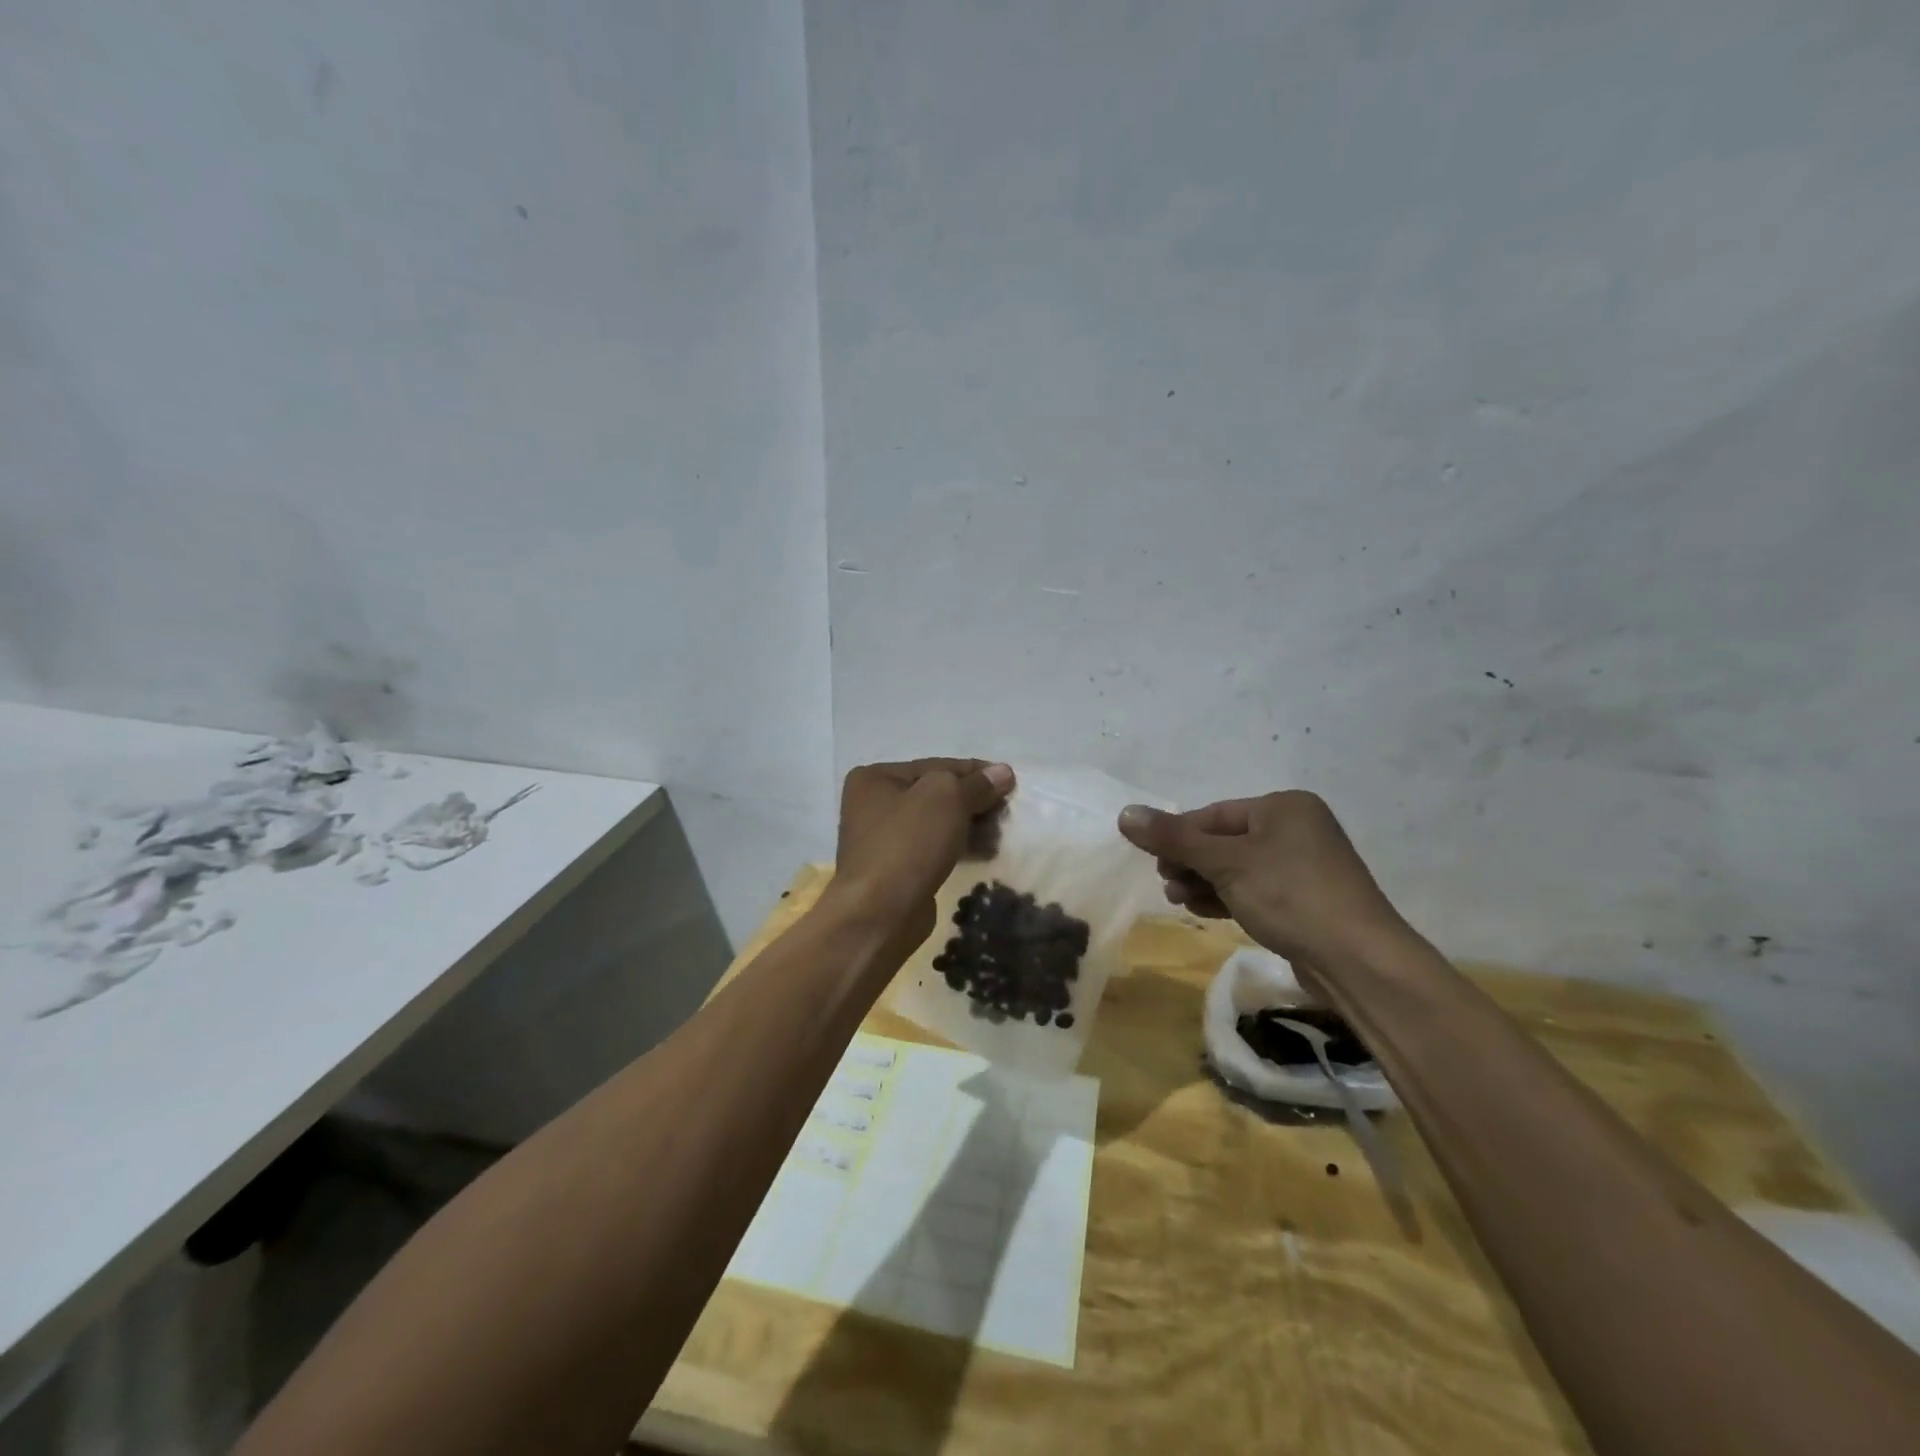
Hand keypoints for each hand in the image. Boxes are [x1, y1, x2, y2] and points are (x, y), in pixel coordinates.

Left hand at [829, 758, 1014, 954]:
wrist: (879, 913)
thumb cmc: (908, 842)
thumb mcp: (947, 798)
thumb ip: (976, 783)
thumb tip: (1003, 772)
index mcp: (875, 778)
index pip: (936, 766)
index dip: (975, 771)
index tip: (1010, 780)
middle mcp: (873, 804)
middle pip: (936, 794)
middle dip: (974, 800)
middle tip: (1007, 809)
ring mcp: (883, 839)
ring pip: (937, 823)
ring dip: (970, 825)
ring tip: (1001, 833)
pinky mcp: (897, 869)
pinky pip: (934, 848)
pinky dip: (959, 847)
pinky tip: (985, 852)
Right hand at [1116, 791, 1404, 966]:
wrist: (1358, 961)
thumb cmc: (1289, 895)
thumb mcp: (1224, 863)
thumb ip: (1173, 838)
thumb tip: (1124, 812)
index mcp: (1284, 807)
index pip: (1214, 814)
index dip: (1178, 835)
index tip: (1152, 860)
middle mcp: (1297, 829)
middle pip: (1225, 840)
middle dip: (1190, 861)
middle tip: (1164, 882)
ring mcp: (1304, 867)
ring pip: (1238, 868)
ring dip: (1204, 881)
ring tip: (1176, 899)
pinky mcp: (1306, 901)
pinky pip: (1255, 889)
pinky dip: (1227, 896)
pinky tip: (1202, 909)